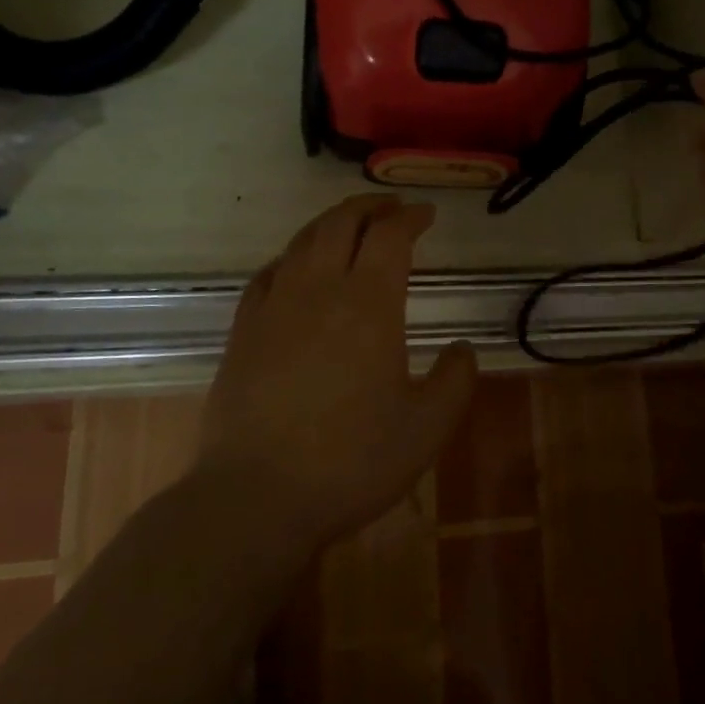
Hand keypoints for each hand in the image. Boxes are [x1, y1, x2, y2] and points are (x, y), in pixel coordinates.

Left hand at [198, 195, 477, 553]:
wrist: (255, 497)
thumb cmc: (351, 462)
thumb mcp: (426, 429)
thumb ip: (455, 381)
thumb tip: (461, 350)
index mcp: (369, 304)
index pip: (389, 236)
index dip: (410, 217)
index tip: (426, 215)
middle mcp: (319, 290)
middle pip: (341, 223)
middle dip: (371, 206)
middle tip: (392, 207)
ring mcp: (274, 307)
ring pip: (302, 242)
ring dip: (331, 223)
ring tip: (350, 226)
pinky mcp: (243, 331)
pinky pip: (268, 273)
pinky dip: (291, 257)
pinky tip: (296, 269)